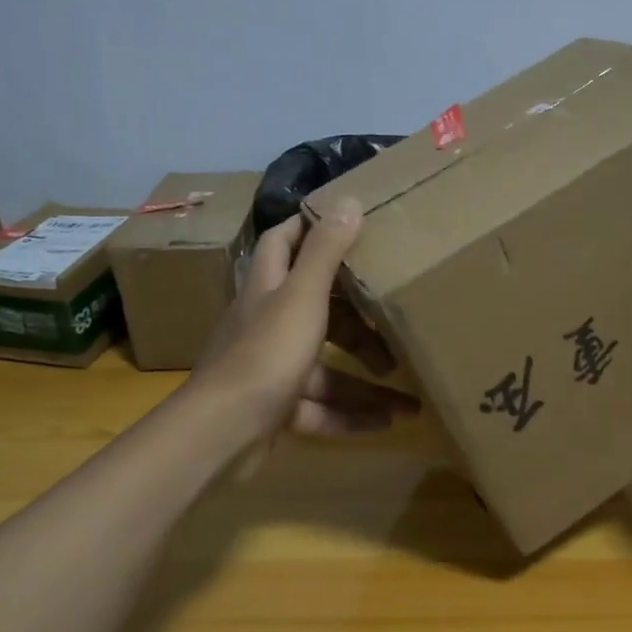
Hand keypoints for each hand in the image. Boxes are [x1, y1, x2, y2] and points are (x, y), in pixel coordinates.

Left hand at [189, 199, 417, 453]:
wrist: (223, 431)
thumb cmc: (266, 353)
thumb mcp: (302, 297)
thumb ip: (325, 252)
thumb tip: (349, 200)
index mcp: (267, 290)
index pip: (282, 243)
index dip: (309, 228)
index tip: (348, 224)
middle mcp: (265, 325)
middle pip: (316, 312)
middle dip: (357, 321)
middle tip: (394, 324)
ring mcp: (269, 370)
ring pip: (325, 369)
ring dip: (365, 381)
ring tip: (408, 395)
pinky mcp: (275, 410)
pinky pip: (321, 409)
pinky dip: (352, 416)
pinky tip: (387, 423)